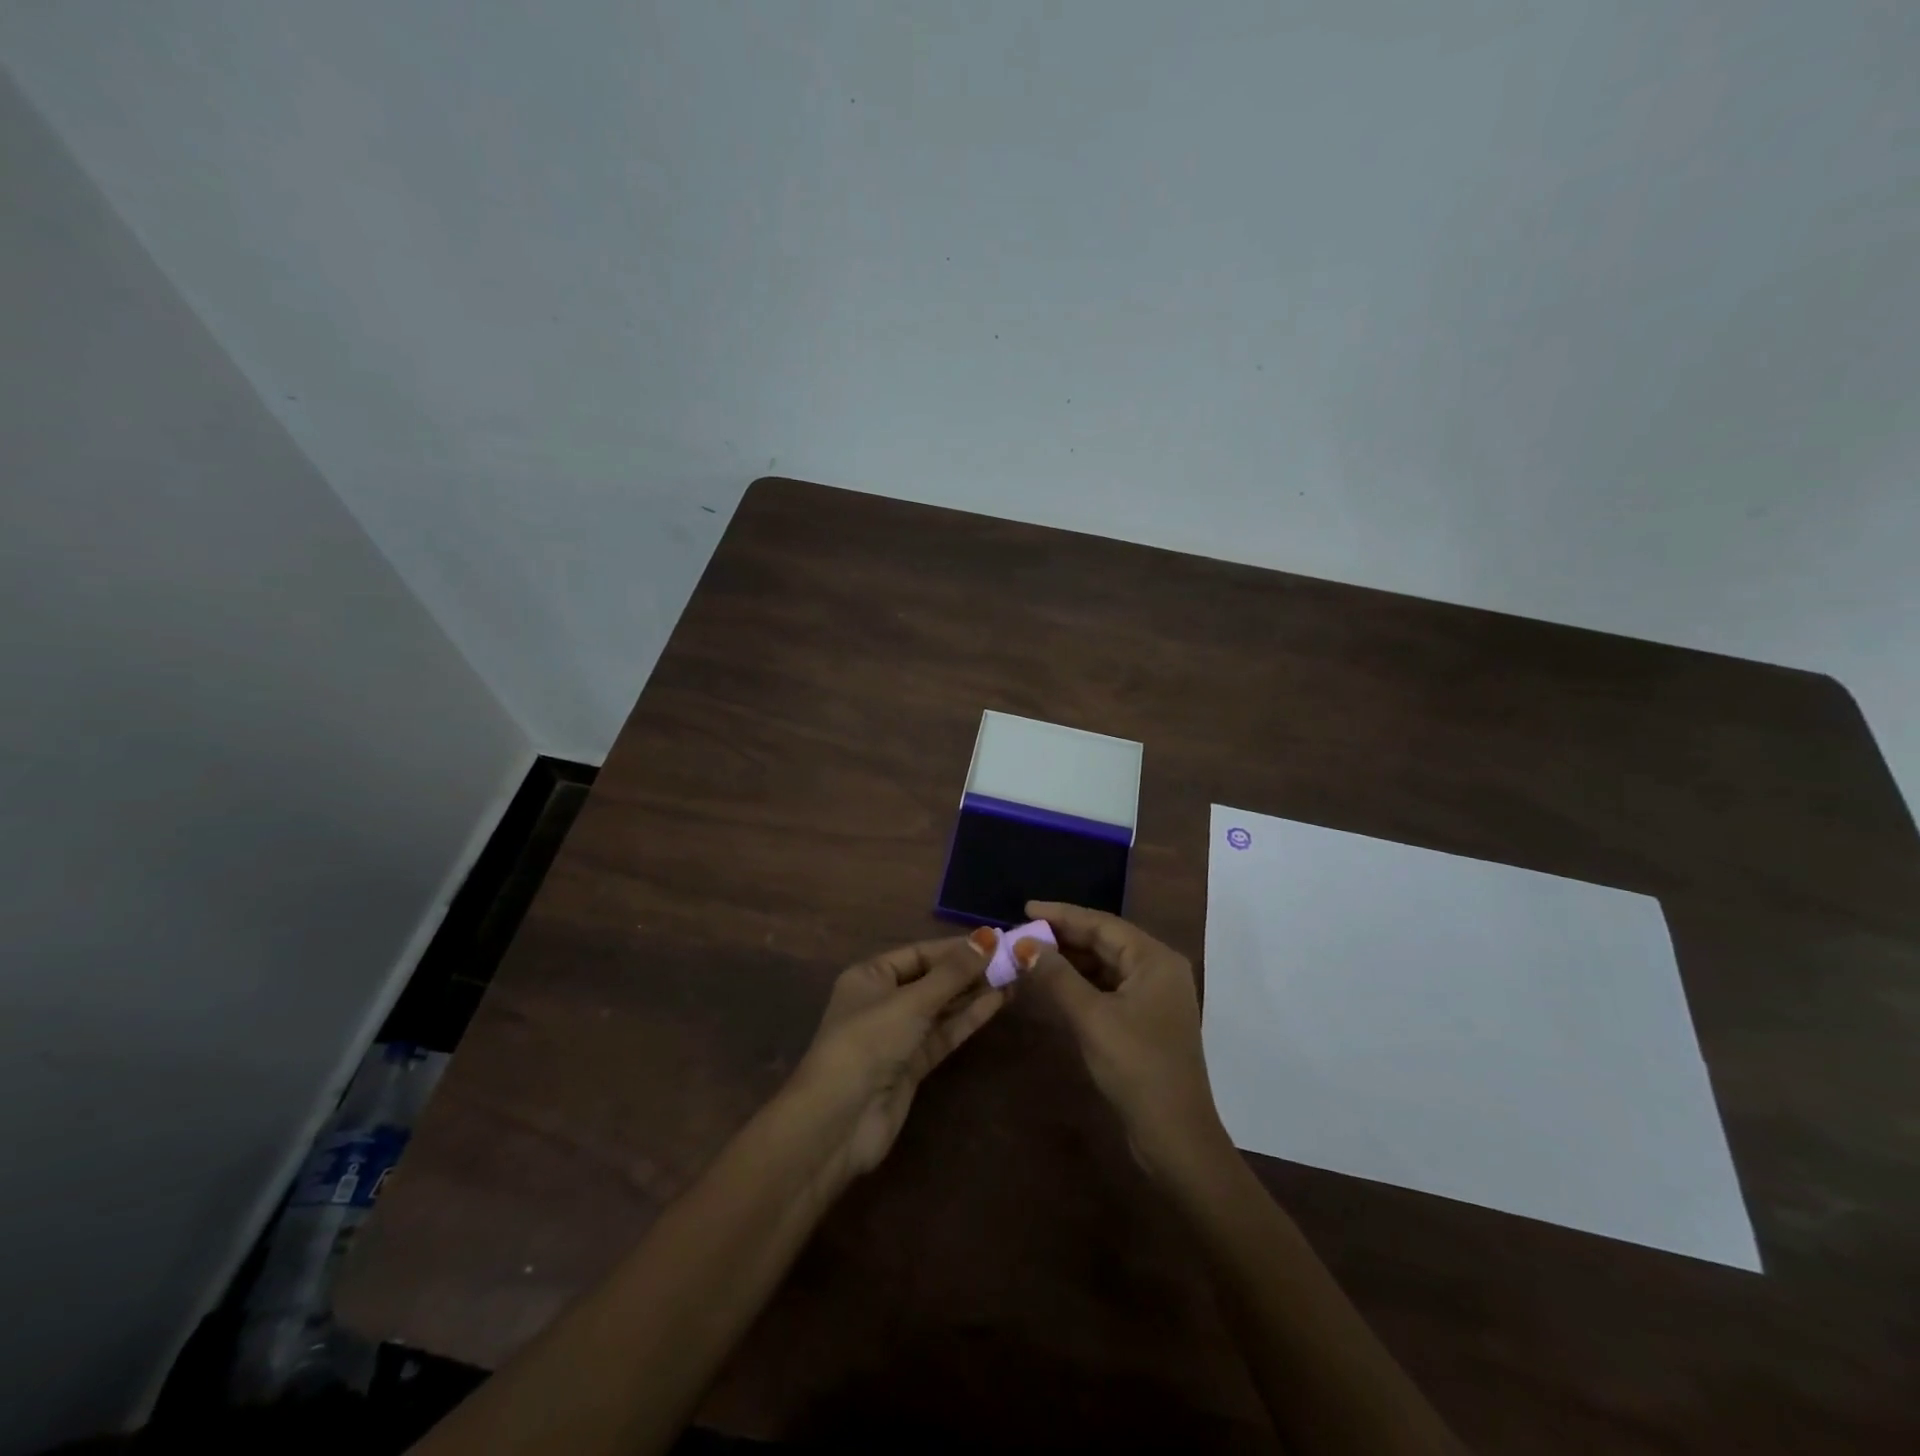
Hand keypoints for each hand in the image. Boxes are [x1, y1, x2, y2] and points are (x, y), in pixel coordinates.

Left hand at [788, 930, 1005, 1184]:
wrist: (839, 1121)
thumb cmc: (868, 1042)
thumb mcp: (911, 1001)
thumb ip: (952, 973)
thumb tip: (988, 937)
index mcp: (870, 976)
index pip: (920, 953)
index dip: (956, 948)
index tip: (995, 941)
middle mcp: (883, 1001)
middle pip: (933, 979)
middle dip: (970, 970)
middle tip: (1013, 959)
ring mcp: (899, 1035)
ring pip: (942, 1007)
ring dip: (974, 993)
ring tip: (1014, 977)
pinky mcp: (913, 1064)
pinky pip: (944, 1033)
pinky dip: (968, 1018)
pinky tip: (997, 1002)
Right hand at [1016, 902, 1227, 1177]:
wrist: (1175, 1135)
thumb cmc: (1136, 1067)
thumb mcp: (1091, 1018)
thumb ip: (1057, 976)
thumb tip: (1024, 943)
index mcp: (1155, 959)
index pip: (1102, 923)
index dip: (1061, 914)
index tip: (1024, 908)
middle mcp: (1159, 969)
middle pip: (1105, 941)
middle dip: (1063, 937)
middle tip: (1021, 933)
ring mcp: (1155, 995)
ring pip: (1105, 964)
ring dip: (1070, 960)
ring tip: (1030, 955)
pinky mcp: (1146, 1019)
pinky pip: (1109, 987)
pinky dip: (1081, 982)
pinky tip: (1053, 984)